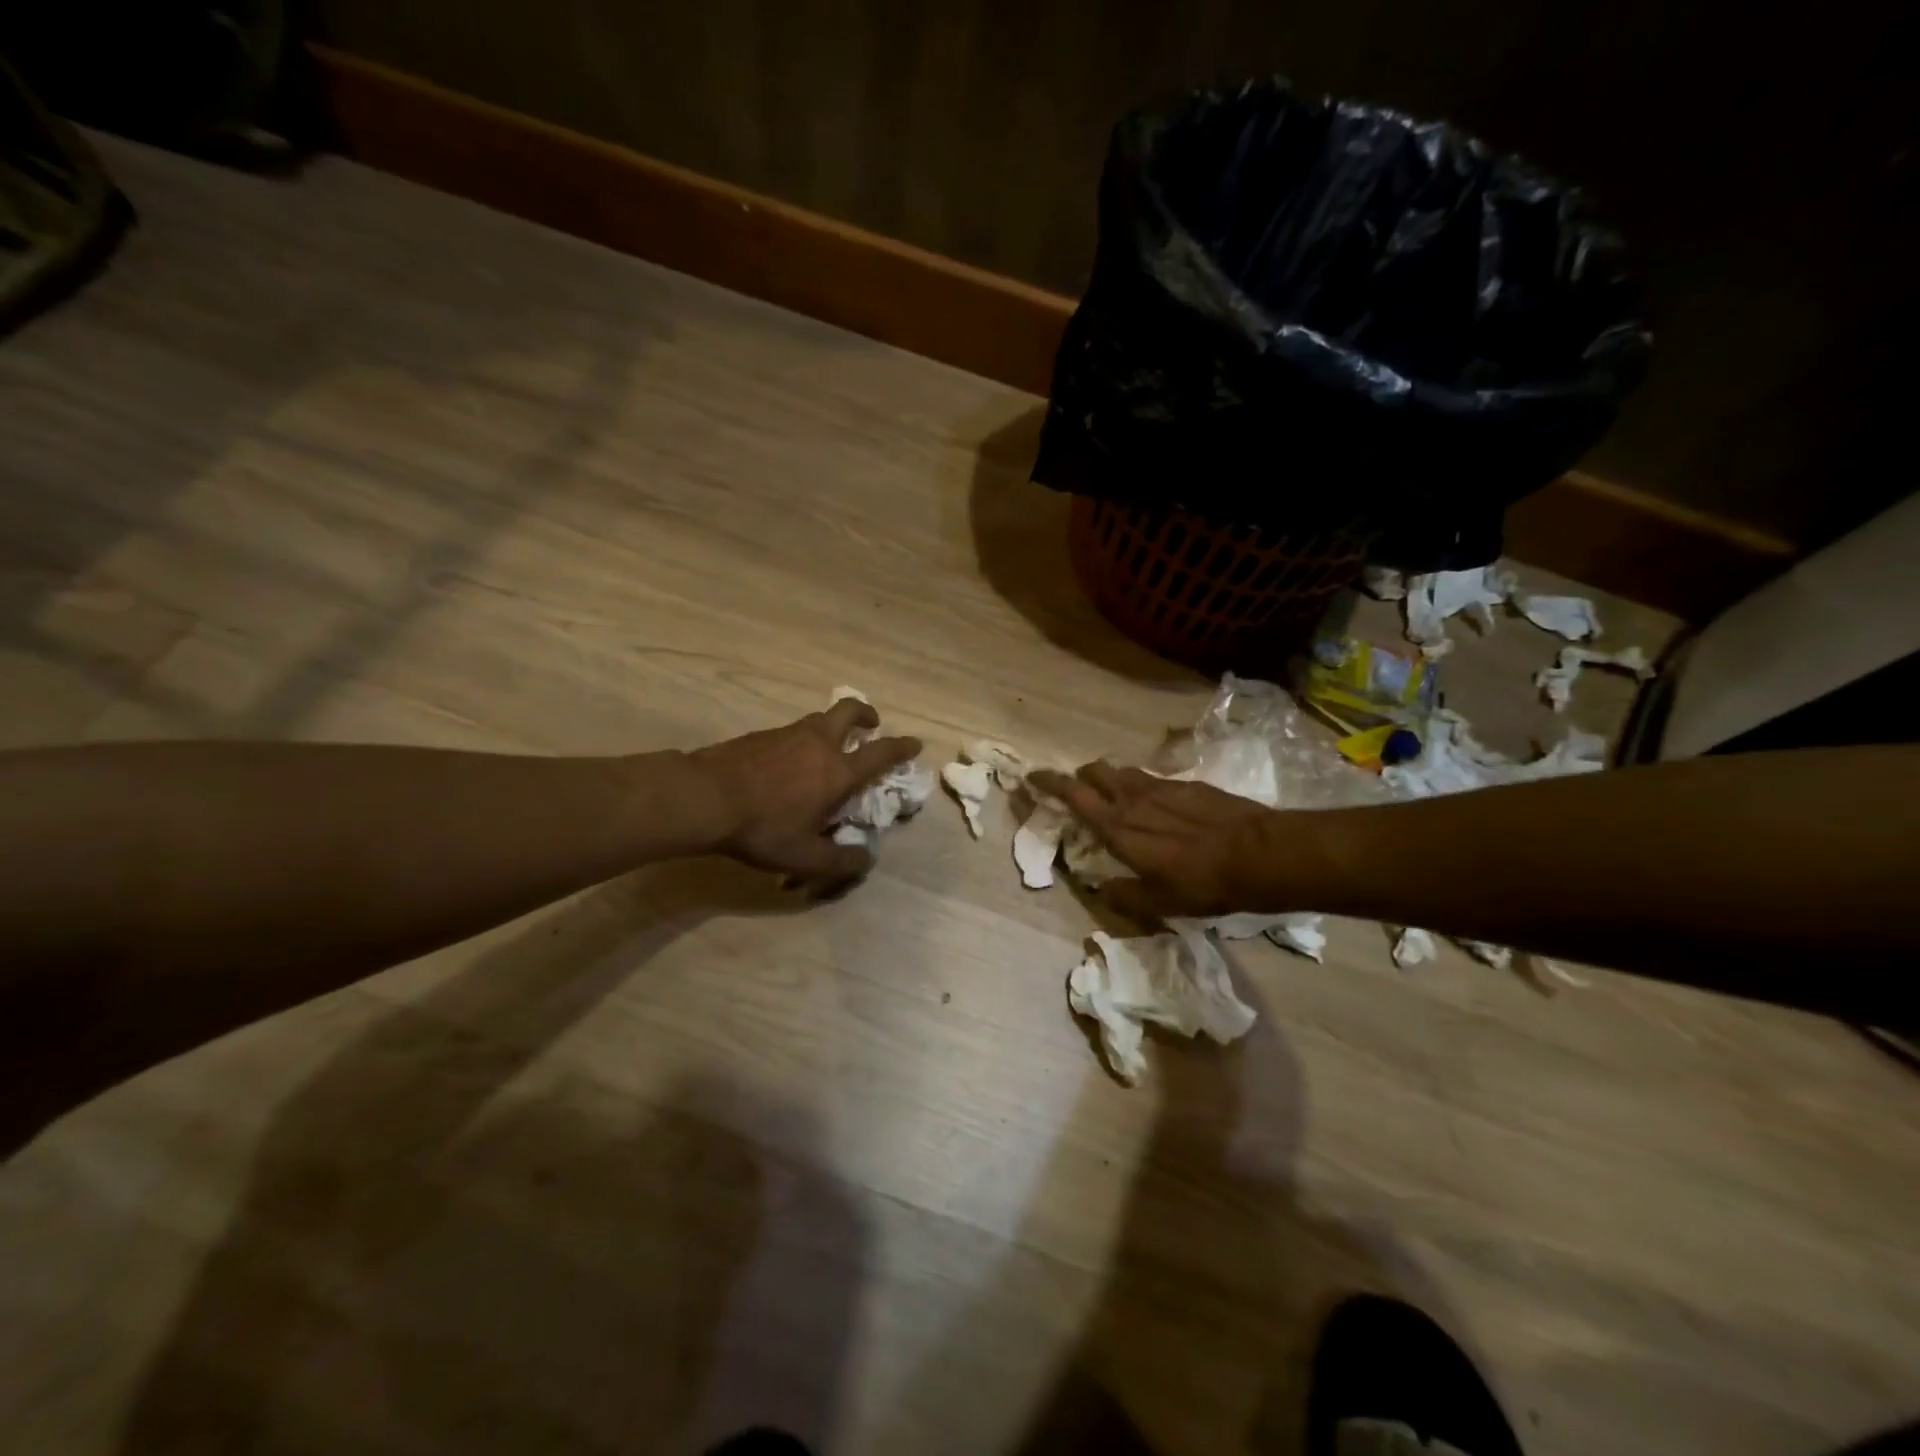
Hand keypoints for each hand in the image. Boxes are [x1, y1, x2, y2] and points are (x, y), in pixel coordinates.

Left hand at [689, 699, 921, 890]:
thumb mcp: (804, 857)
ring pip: (819, 719)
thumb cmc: (762, 828)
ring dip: (832, 725)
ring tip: (828, 746)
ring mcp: (788, 734)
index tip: (915, 743)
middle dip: (866, 714)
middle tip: (870, 724)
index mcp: (838, 771)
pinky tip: (788, 760)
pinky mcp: (761, 735)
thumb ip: (840, 862)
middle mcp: (818, 744)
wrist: (704, 797)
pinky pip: (793, 730)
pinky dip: (802, 738)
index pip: (881, 753)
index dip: (902, 747)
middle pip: (849, 711)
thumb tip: (866, 860)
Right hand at [1028, 762, 1277, 920]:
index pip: (1073, 794)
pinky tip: (1159, 806)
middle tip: (1079, 792)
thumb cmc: (1202, 883)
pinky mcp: (1188, 784)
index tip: (1033, 777)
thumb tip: (1100, 890)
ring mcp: (1162, 786)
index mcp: (1117, 827)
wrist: (1259, 854)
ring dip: (1112, 780)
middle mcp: (1133, 798)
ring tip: (1117, 798)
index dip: (1049, 782)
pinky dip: (1144, 787)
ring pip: (1124, 771)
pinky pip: (1153, 779)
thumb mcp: (1158, 902)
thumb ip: (1123, 895)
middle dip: (1081, 777)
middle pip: (1095, 771)